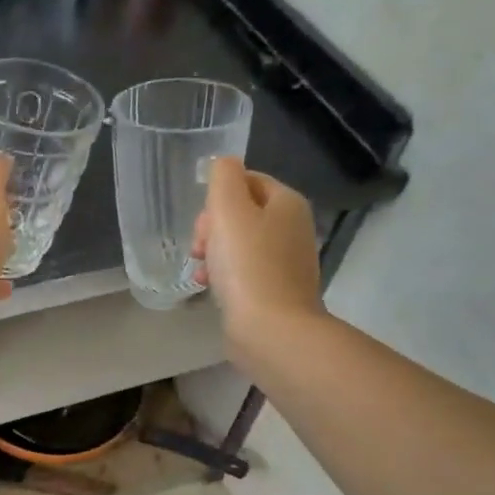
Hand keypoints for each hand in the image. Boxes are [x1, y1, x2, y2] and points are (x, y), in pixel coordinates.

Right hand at [192, 159, 322, 340]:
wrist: (271, 329)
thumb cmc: (247, 265)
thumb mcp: (228, 209)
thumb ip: (223, 177)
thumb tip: (223, 164)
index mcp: (287, 203)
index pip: (247, 181)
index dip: (217, 198)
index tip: (204, 224)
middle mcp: (293, 228)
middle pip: (241, 213)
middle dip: (212, 228)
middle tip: (200, 249)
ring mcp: (287, 262)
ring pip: (239, 244)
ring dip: (213, 253)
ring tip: (201, 272)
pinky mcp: (276, 291)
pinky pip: (244, 271)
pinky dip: (224, 276)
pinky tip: (209, 288)